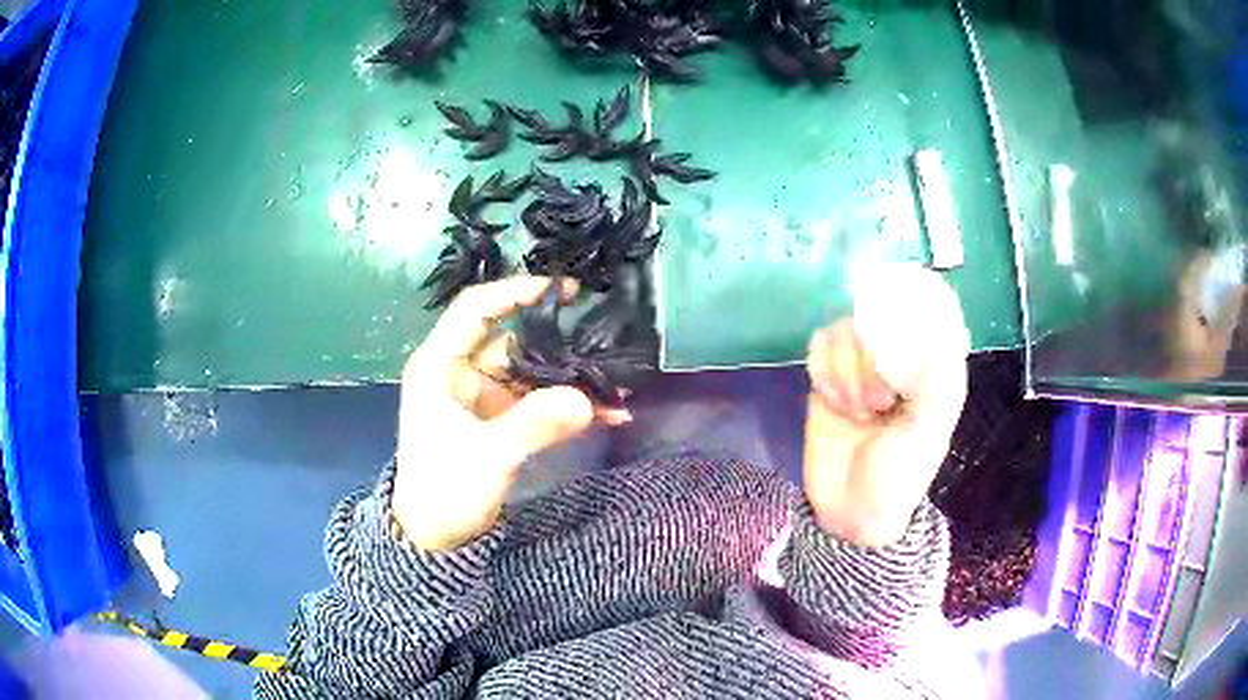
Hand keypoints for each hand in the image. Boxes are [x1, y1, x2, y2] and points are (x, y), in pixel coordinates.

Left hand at [392, 277, 622, 551]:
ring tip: (617, 385)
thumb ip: (536, 424)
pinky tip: (607, 413)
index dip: (515, 292)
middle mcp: (461, 373)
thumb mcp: (488, 456)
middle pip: (514, 341)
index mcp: (440, 366)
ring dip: (570, 380)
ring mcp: (483, 397)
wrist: (434, 537)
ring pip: (532, 374)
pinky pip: (537, 403)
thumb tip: (588, 400)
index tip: (561, 289)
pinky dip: (567, 407)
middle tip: (604, 337)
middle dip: (558, 343)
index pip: (475, 310)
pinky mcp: (499, 420)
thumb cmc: (443, 491)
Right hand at [803, 276, 967, 547]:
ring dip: (846, 369)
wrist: (849, 513)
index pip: (926, 313)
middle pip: (877, 316)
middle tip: (879, 401)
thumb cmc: (899, 477)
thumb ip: (938, 380)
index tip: (902, 301)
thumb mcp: (929, 431)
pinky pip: (819, 346)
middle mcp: (895, 361)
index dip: (915, 300)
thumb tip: (938, 327)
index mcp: (929, 370)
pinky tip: (833, 401)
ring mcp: (858, 368)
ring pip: (844, 330)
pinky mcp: (827, 379)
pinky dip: (824, 369)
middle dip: (872, 356)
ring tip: (855, 410)